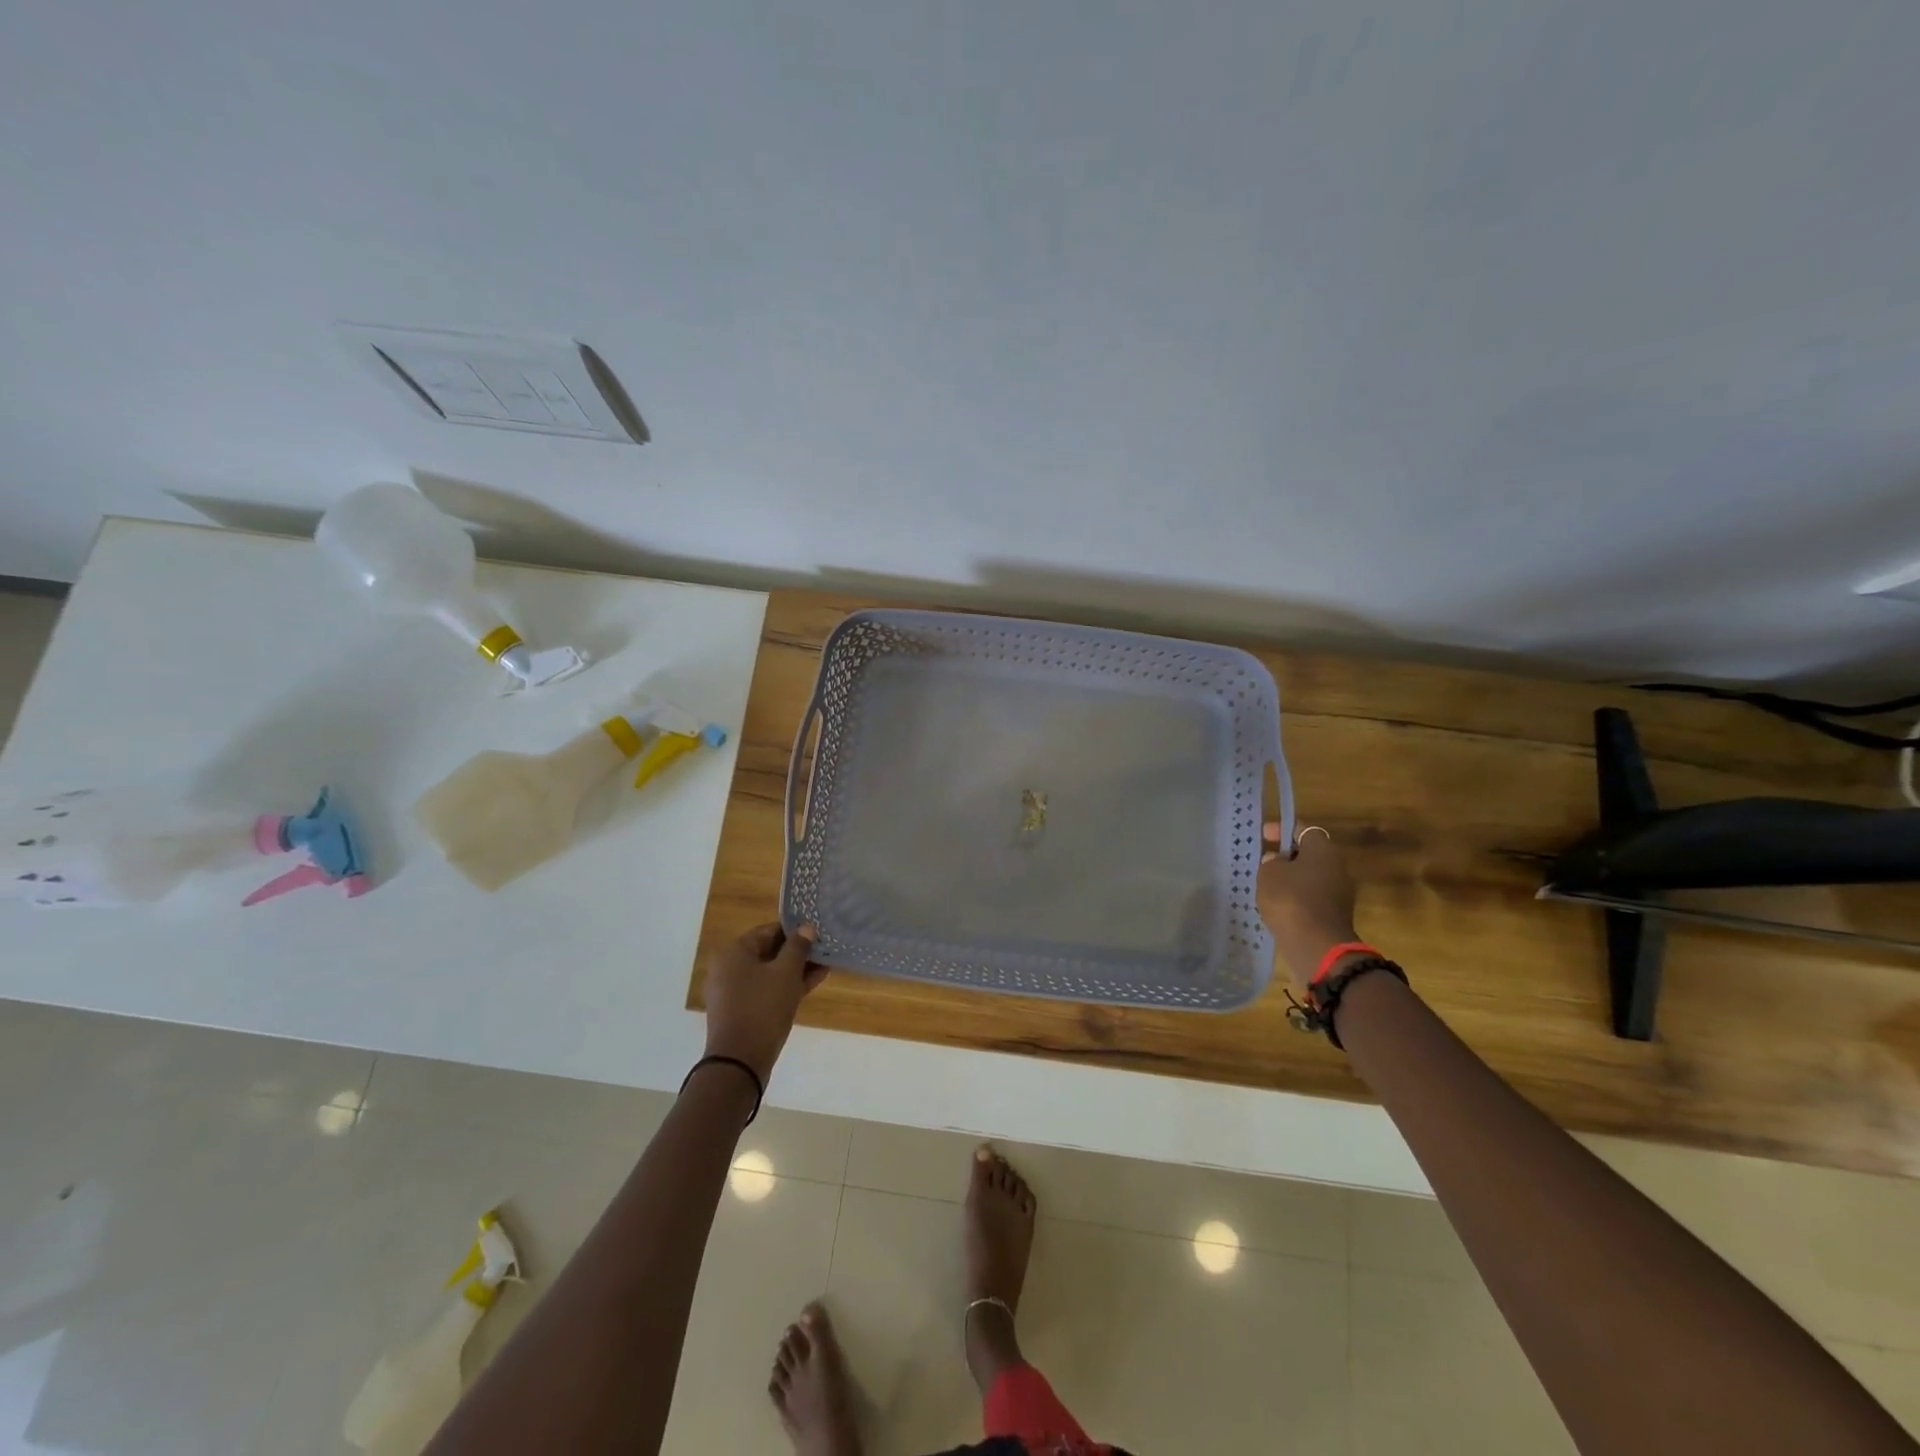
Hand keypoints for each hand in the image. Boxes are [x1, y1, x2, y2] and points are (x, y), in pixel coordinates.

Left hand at [703, 923, 827, 1084]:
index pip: (768, 930)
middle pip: (768, 951)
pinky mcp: (740, 1011)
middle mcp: (729, 968)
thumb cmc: (762, 1008)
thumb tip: (806, 928)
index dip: (795, 930)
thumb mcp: (786, 973)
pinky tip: (812, 983)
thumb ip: (798, 947)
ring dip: (795, 969)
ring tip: (824, 966)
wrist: (739, 1062)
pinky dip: (785, 986)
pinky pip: (765, 990)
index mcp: (734, 952)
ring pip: (769, 972)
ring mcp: (733, 991)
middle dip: (797, 951)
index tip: (818, 932)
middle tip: (824, 949)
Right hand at [1258, 825, 1359, 991]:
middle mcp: (1338, 866)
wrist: (1317, 946)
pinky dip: (1297, 897)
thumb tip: (1278, 860)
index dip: (1281, 829)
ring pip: (1311, 876)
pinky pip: (1313, 896)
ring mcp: (1340, 892)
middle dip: (1286, 855)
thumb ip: (1271, 861)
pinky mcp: (1336, 914)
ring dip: (1291, 878)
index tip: (1263, 836)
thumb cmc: (1291, 899)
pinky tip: (1279, 905)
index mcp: (1323, 849)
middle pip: (1309, 853)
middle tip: (1264, 861)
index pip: (1302, 829)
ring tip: (1267, 885)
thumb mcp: (1269, 873)